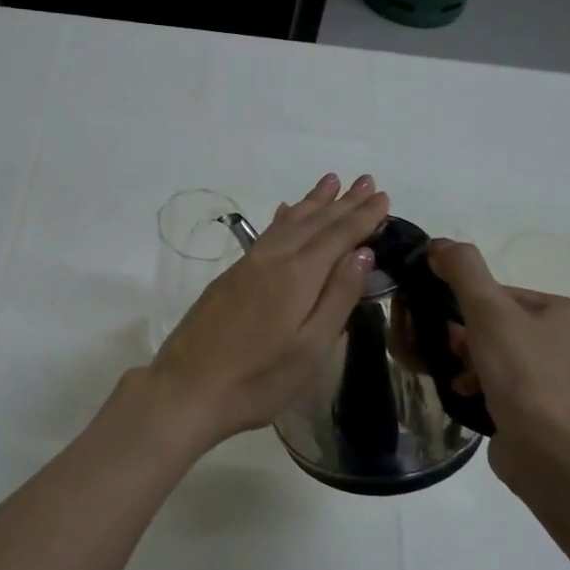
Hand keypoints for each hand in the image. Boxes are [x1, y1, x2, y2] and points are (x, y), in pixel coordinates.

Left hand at [147, 173, 389, 451]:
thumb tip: (362, 253)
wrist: (186, 389)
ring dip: (312, 202)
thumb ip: (338, 298)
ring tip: (331, 182)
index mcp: (298, 276)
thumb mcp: (310, 349)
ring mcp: (246, 266)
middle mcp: (272, 260)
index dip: (362, 216)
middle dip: (342, 202)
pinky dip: (283, 218)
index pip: (338, 235)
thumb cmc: (257, 380)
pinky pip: (266, 234)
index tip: (384, 197)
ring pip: (286, 223)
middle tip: (366, 180)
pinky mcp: (228, 278)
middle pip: (313, 222)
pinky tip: (285, 212)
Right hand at [426, 239, 569, 487]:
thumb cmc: (523, 376)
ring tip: (458, 382)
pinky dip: (488, 391)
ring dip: (474, 367)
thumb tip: (439, 243)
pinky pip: (513, 391)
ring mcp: (568, 384)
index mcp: (567, 313)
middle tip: (448, 354)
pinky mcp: (555, 415)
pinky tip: (471, 400)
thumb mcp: (488, 313)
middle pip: (503, 328)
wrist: (553, 455)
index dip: (467, 307)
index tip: (444, 326)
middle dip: (468, 340)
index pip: (504, 295)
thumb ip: (463, 272)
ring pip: (506, 361)